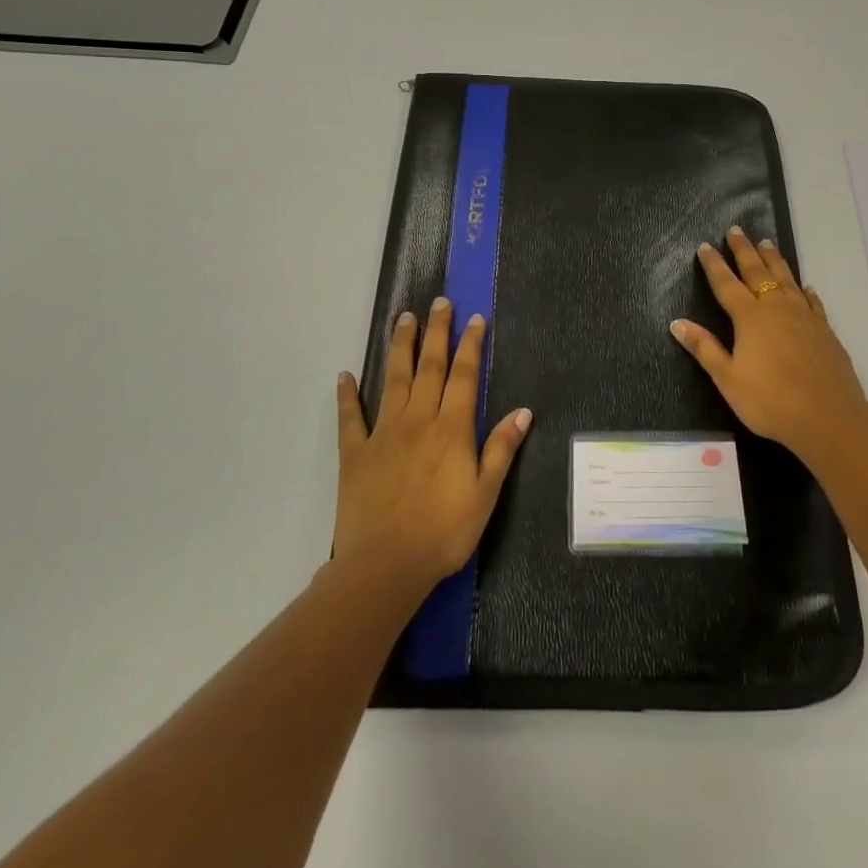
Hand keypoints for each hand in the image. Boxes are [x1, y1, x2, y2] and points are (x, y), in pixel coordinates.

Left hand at [335, 297, 532, 587]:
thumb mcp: (485, 494)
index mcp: (452, 429)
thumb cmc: (443, 533)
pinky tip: (345, 375)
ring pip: (394, 380)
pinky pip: (351, 418)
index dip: (471, 345)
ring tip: (403, 318)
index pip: (465, 376)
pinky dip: (347, 395)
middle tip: (438, 302)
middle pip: (430, 367)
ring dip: (400, 347)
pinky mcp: (355, 453)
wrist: (384, 565)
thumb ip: (501, 449)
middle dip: (436, 332)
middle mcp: (418, 420)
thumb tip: (523, 411)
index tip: (475, 318)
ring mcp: (383, 433)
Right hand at [671, 227, 867, 461]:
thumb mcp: (728, 379)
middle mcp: (777, 308)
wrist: (829, 418)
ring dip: (774, 260)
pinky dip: (804, 290)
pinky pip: (812, 301)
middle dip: (744, 250)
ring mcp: (804, 317)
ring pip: (786, 279)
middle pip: (757, 272)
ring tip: (766, 243)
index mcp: (750, 318)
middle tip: (736, 230)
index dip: (714, 265)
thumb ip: (704, 348)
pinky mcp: (824, 330)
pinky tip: (804, 286)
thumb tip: (676, 323)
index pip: (726, 284)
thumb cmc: (770, 401)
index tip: (705, 245)